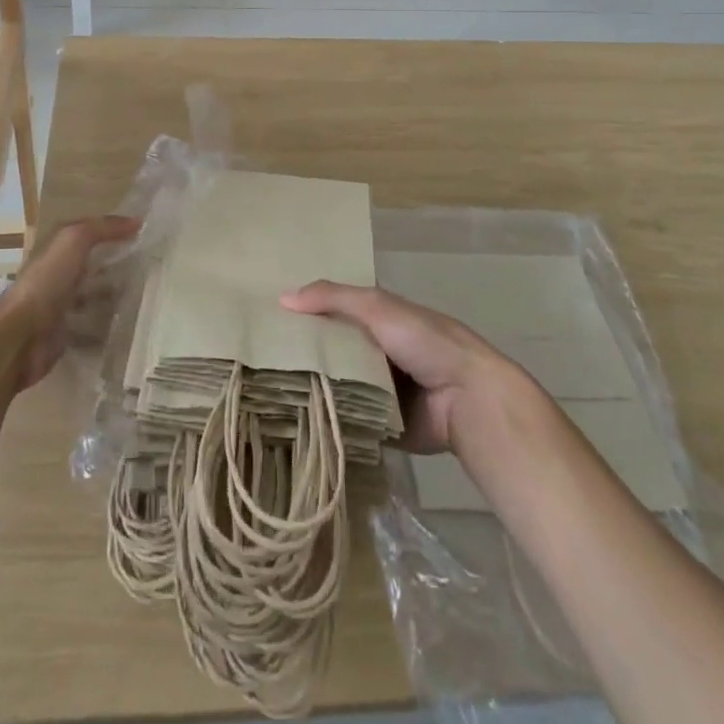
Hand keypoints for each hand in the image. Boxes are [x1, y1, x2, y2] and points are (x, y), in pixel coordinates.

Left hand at [0, 215, 139, 390]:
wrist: (20, 337)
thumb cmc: (46, 282)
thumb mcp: (74, 241)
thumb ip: (102, 228)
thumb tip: (137, 221)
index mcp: (56, 249)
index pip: (88, 232)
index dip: (111, 229)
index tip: (143, 230)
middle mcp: (57, 274)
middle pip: (91, 263)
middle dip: (115, 262)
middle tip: (150, 263)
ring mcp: (60, 305)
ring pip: (92, 294)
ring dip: (113, 293)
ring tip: (145, 292)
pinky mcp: (65, 333)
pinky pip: (92, 325)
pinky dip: (108, 324)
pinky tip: (129, 322)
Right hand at [280, 280, 519, 454]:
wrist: (468, 399)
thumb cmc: (425, 342)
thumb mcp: (378, 307)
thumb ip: (333, 298)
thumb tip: (282, 299)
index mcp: (377, 320)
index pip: (331, 311)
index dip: (304, 312)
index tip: (265, 318)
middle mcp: (374, 352)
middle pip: (330, 350)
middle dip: (302, 354)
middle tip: (255, 359)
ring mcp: (377, 390)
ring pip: (335, 386)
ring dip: (311, 389)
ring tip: (263, 392)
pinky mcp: (380, 425)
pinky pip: (347, 420)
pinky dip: (327, 420)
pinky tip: (290, 422)